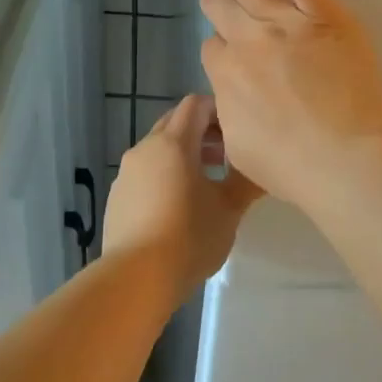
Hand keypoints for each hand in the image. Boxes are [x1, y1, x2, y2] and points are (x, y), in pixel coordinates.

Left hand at [101, 94, 261, 297]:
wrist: (136, 277)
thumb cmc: (189, 236)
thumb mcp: (229, 209)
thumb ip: (247, 181)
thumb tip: (264, 167)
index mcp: (173, 143)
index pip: (195, 104)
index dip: (219, 110)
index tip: (239, 130)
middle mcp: (145, 149)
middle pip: (174, 123)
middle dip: (202, 132)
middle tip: (227, 156)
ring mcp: (126, 173)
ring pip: (158, 149)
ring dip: (183, 155)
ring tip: (207, 183)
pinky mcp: (117, 197)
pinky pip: (145, 173)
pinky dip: (164, 176)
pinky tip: (179, 207)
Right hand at [198, 0, 381, 207]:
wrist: (344, 161)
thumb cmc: (295, 168)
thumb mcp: (242, 152)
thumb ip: (229, 118)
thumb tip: (229, 103)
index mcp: (225, 77)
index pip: (211, 48)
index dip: (221, 49)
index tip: (236, 58)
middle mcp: (246, 42)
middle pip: (220, 6)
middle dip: (219, 1)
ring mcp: (283, 22)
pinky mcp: (320, 12)